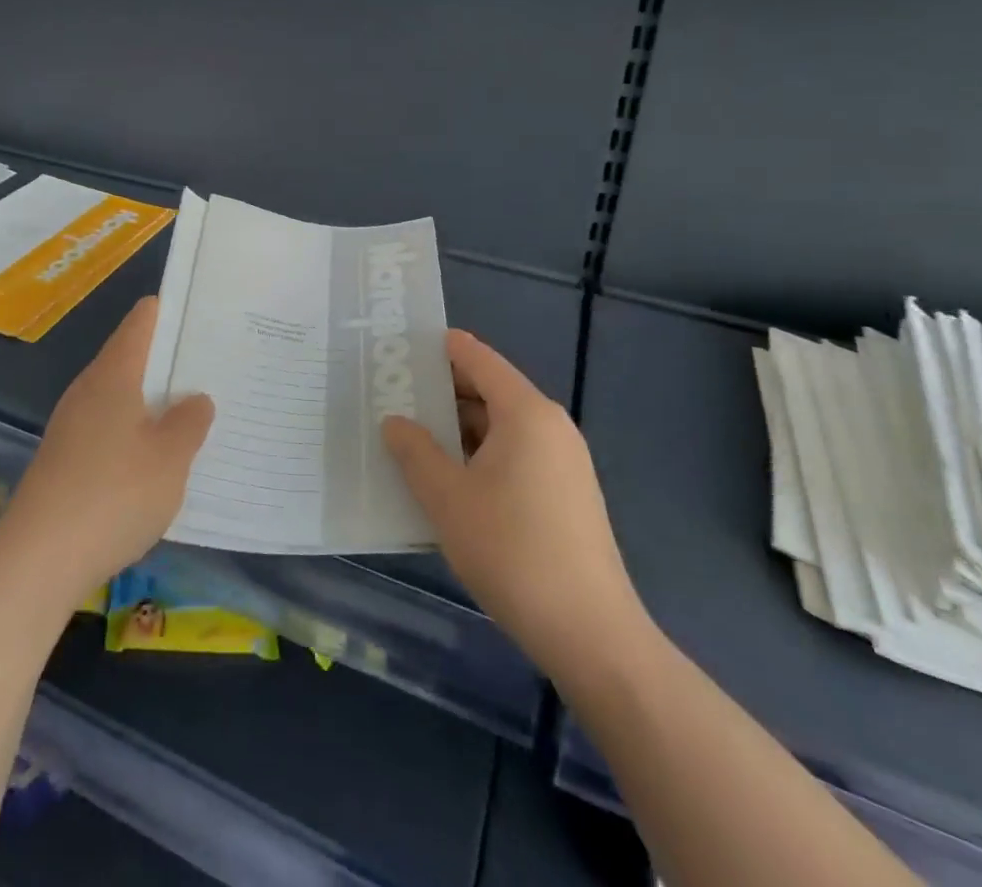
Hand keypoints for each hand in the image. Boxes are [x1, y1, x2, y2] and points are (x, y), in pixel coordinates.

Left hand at [0, 296, 212, 602]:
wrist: (38, 560)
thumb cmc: (114, 494)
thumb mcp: (170, 458)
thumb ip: (189, 422)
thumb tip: (196, 398)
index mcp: (114, 374)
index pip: (142, 321)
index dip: (170, 311)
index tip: (204, 314)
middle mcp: (88, 389)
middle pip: (130, 357)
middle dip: (169, 360)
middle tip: (212, 366)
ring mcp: (71, 425)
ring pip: (119, 396)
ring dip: (152, 401)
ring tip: (192, 411)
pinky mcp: (64, 459)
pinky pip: (108, 429)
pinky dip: (134, 432)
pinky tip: (155, 458)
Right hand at [382, 331, 648, 680]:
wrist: (590, 634)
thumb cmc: (512, 550)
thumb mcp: (447, 497)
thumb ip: (414, 451)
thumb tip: (395, 422)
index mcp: (526, 412)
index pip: (477, 357)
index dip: (438, 348)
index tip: (398, 347)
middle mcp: (549, 426)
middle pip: (488, 390)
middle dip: (440, 392)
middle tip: (391, 396)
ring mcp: (562, 462)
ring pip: (499, 427)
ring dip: (456, 429)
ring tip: (409, 438)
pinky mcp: (565, 494)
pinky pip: (514, 455)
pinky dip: (478, 455)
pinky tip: (447, 479)